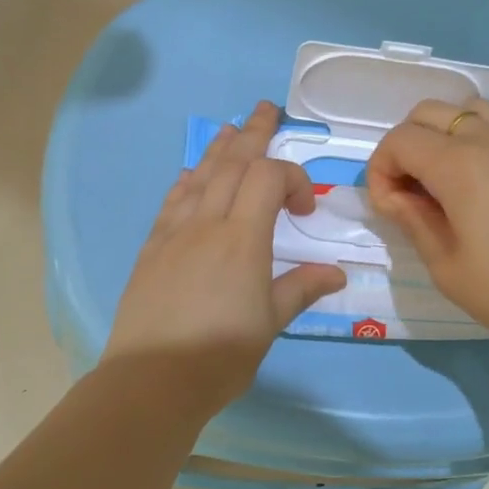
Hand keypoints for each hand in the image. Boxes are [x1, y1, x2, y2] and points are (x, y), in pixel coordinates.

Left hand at [103, 102, 346, 413]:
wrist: (152, 378)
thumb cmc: (220, 355)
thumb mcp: (269, 323)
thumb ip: (300, 289)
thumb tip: (336, 272)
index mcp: (242, 239)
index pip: (268, 178)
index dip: (292, 179)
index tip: (306, 208)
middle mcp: (206, 223)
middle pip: (232, 164)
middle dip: (254, 134)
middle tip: (267, 109)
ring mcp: (174, 233)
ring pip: (199, 176)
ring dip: (218, 149)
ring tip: (231, 129)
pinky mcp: (152, 248)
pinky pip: (172, 202)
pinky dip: (186, 182)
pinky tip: (188, 174)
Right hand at [365, 97, 488, 358]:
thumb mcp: (448, 268)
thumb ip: (414, 223)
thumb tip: (397, 197)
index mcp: (458, 164)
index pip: (399, 141)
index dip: (380, 172)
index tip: (391, 210)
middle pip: (427, 113)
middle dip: (404, 147)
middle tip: (411, 193)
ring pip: (466, 109)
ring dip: (441, 135)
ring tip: (445, 180)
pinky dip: (475, 140)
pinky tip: (484, 186)